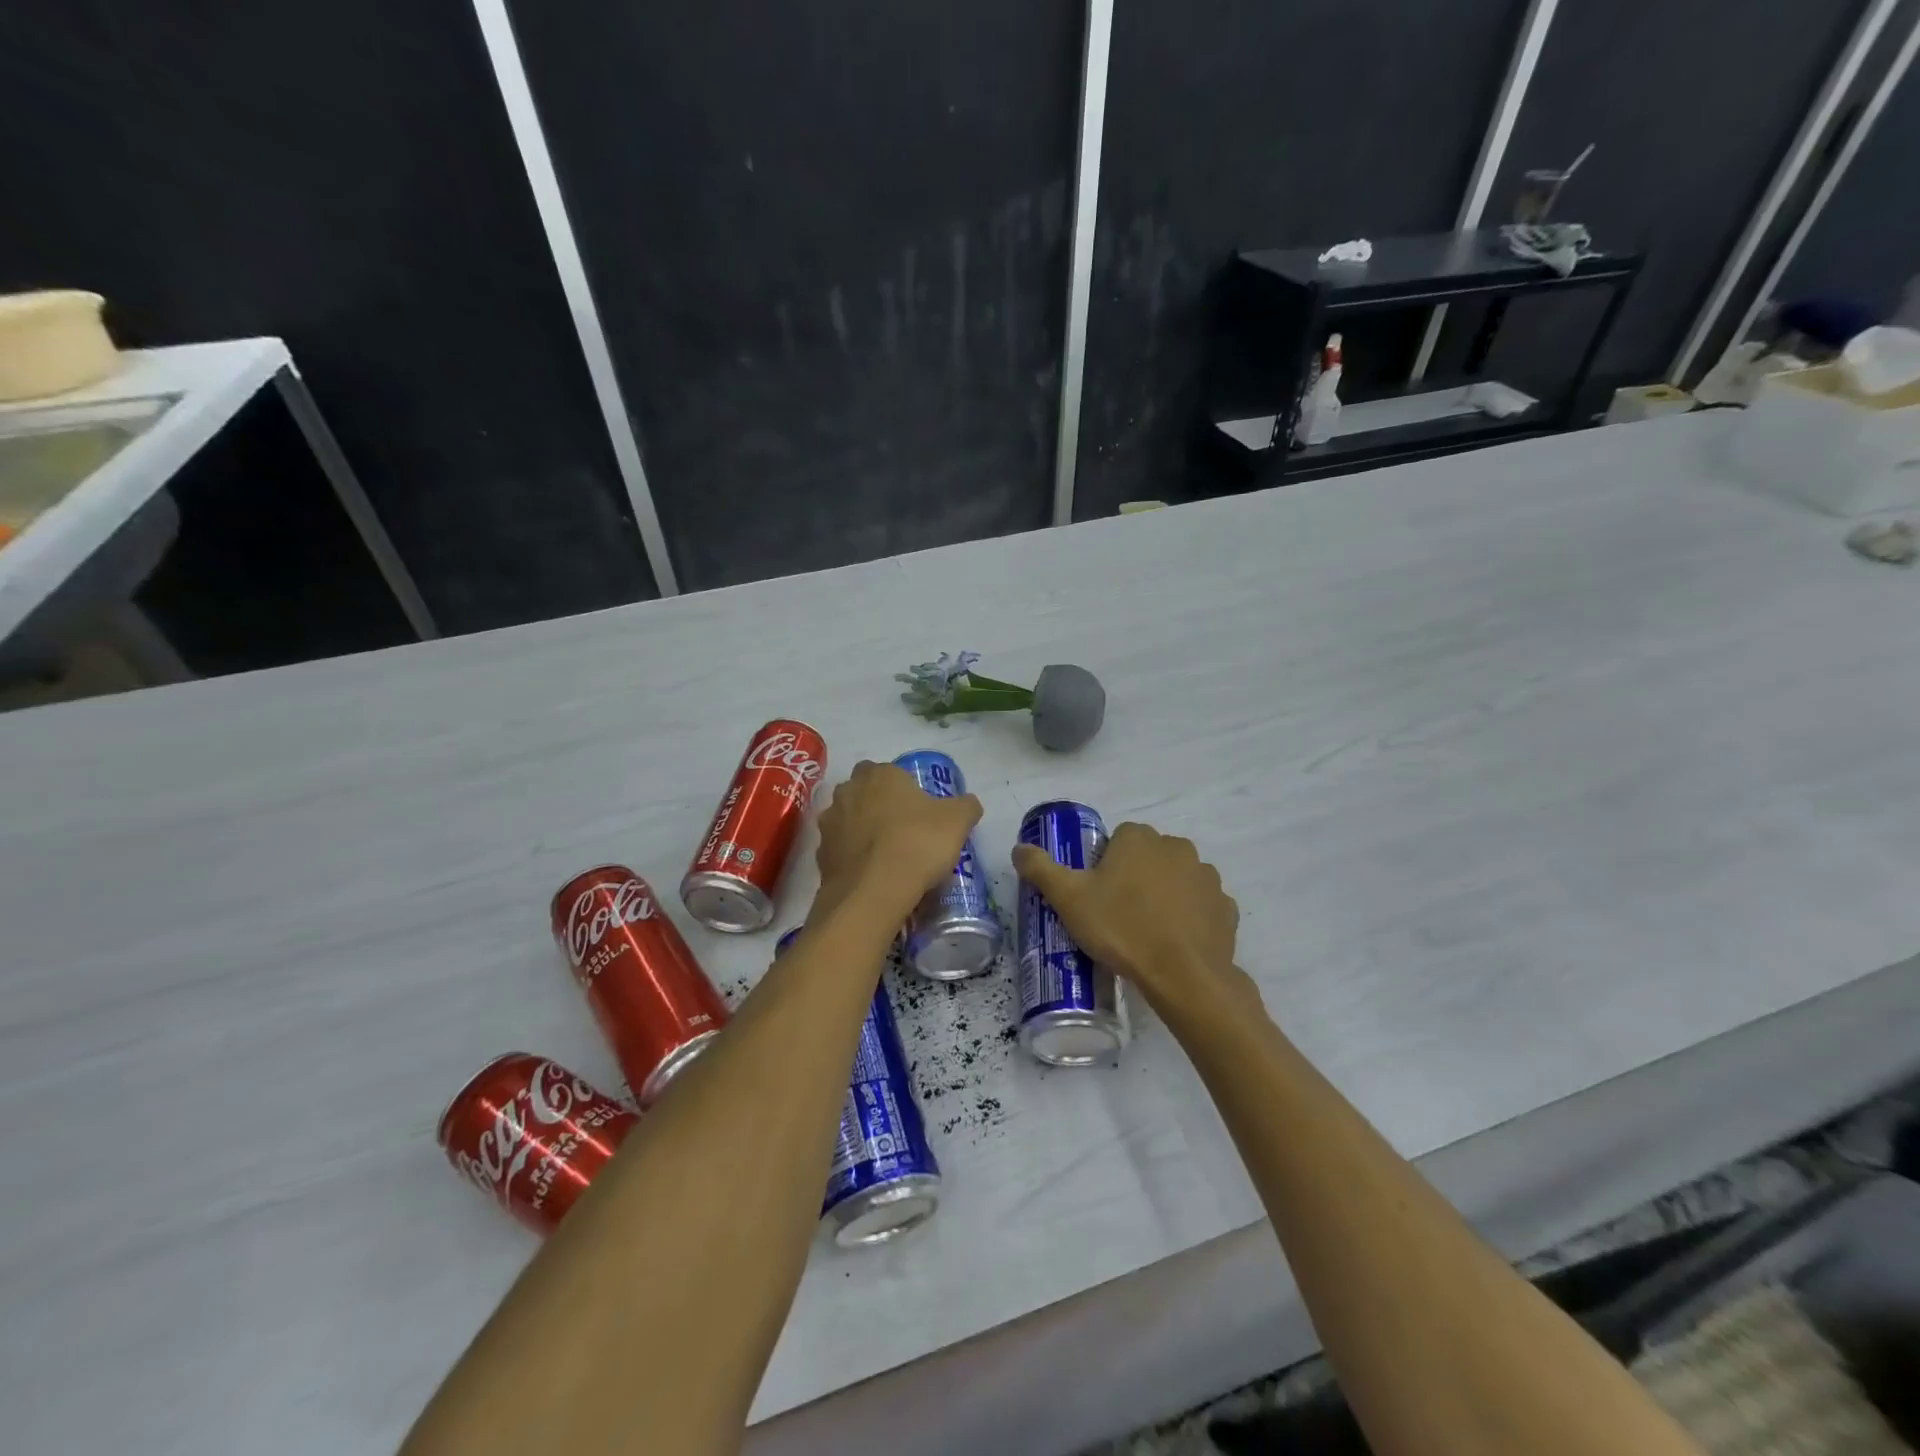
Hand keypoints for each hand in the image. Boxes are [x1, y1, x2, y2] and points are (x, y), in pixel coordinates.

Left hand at [815, 761, 981, 918]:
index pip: (887, 770)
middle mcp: (848, 792)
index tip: (917, 808)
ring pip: (847, 821)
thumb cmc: (918, 843)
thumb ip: (965, 806)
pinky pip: (840, 851)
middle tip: (901, 829)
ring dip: (860, 831)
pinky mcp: (821, 856)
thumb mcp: (957, 821)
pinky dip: (852, 859)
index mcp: (880, 775)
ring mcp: (830, 824)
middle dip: (876, 805)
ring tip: (885, 856)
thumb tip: (968, 804)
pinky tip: (871, 876)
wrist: (874, 892)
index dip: (901, 787)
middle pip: (862, 792)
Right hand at [1012, 823, 1256, 1022]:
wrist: (1183, 976)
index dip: (1105, 865)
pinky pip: (1201, 905)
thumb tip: (1019, 847)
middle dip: (1136, 877)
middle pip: (1148, 856)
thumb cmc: (1121, 929)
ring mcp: (1207, 877)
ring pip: (1177, 879)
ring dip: (1164, 895)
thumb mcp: (1069, 899)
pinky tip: (1175, 941)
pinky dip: (1189, 917)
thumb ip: (1041, 868)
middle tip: (1117, 914)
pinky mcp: (1226, 908)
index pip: (1118, 839)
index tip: (1098, 894)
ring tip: (1147, 930)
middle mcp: (1177, 847)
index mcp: (1140, 838)